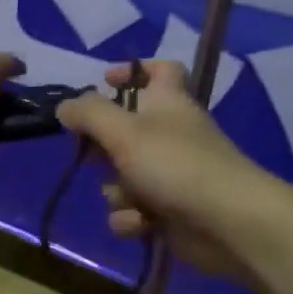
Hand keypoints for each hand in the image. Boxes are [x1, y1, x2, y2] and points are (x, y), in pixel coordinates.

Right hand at [56, 60, 274, 286]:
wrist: (227, 223)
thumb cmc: (174, 164)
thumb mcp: (123, 131)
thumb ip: (88, 113)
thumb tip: (65, 106)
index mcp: (167, 101)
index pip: (159, 69)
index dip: (133, 70)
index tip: (104, 82)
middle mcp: (170, 133)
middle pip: (126, 129)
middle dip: (104, 146)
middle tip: (94, 153)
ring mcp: (171, 173)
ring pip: (124, 175)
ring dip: (117, 190)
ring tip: (128, 197)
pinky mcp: (170, 210)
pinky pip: (135, 209)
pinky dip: (132, 218)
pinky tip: (140, 224)